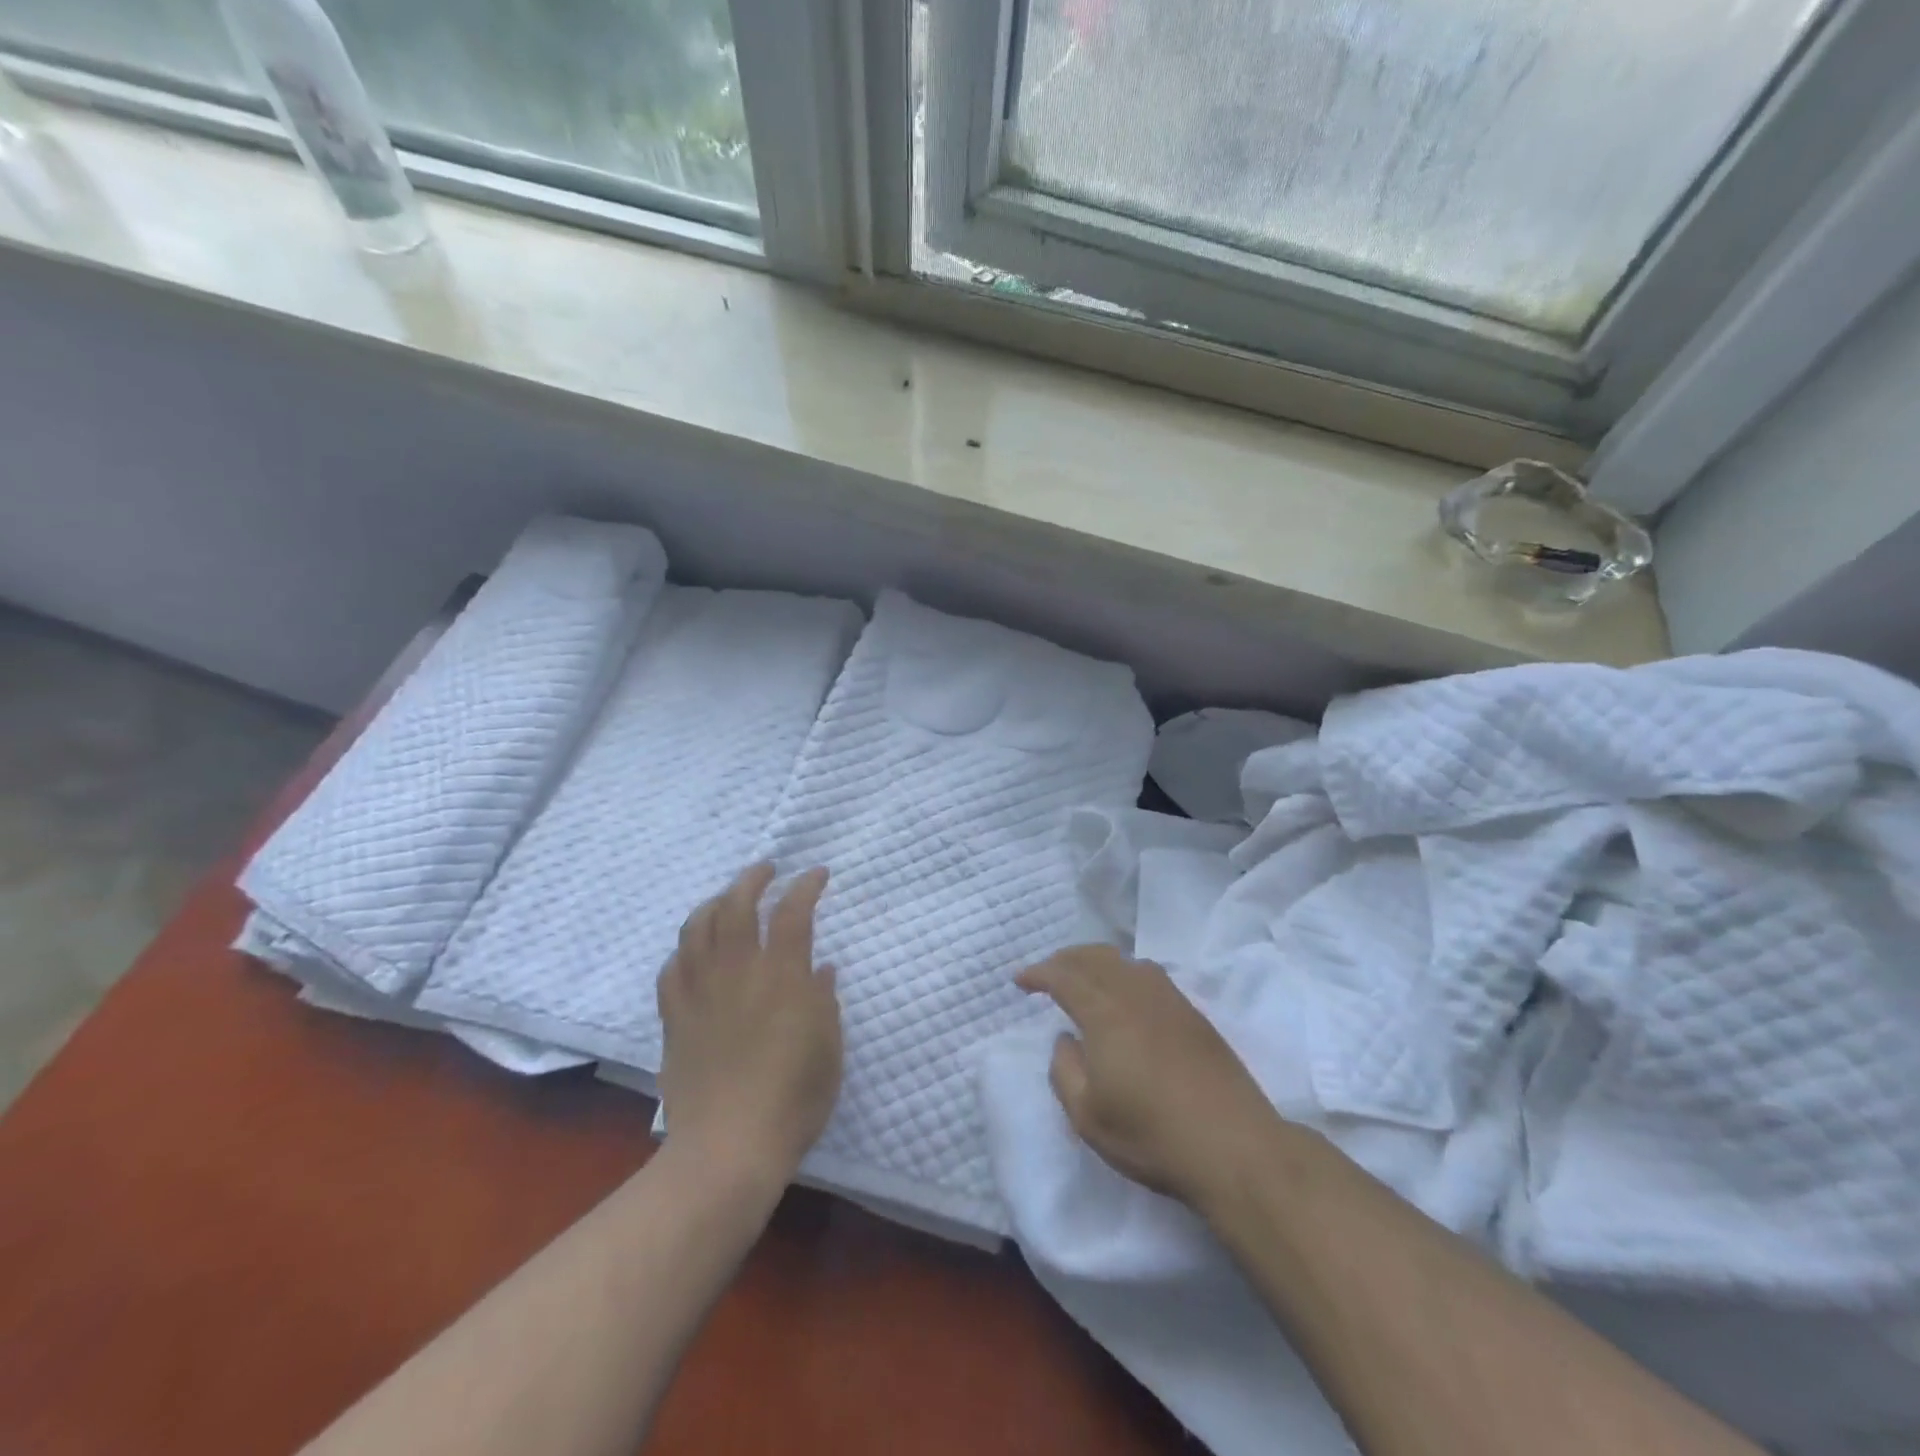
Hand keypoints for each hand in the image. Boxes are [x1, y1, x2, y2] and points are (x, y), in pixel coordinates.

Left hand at [657, 863, 841, 1193]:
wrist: (728, 1148)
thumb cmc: (793, 1100)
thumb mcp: (829, 1049)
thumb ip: (825, 1002)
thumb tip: (822, 969)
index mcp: (782, 976)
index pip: (793, 912)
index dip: (806, 886)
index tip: (817, 874)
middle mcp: (738, 972)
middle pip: (736, 904)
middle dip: (752, 878)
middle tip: (767, 870)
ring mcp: (700, 992)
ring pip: (697, 927)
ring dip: (715, 902)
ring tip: (728, 899)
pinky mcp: (674, 1018)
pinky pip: (672, 968)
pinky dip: (686, 949)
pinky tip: (694, 951)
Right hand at [1017, 945, 1280, 1207]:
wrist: (1233, 1146)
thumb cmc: (1152, 1134)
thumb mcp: (1088, 1116)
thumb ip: (1064, 1071)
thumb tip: (1065, 1039)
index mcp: (1105, 1013)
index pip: (1065, 976)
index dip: (1039, 973)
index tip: (1021, 980)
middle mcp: (1136, 994)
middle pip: (1096, 958)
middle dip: (1066, 959)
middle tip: (1048, 972)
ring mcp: (1170, 1001)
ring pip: (1126, 961)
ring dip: (1097, 961)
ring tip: (1084, 977)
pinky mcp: (1194, 1015)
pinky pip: (1150, 975)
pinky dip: (1126, 972)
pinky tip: (1126, 994)